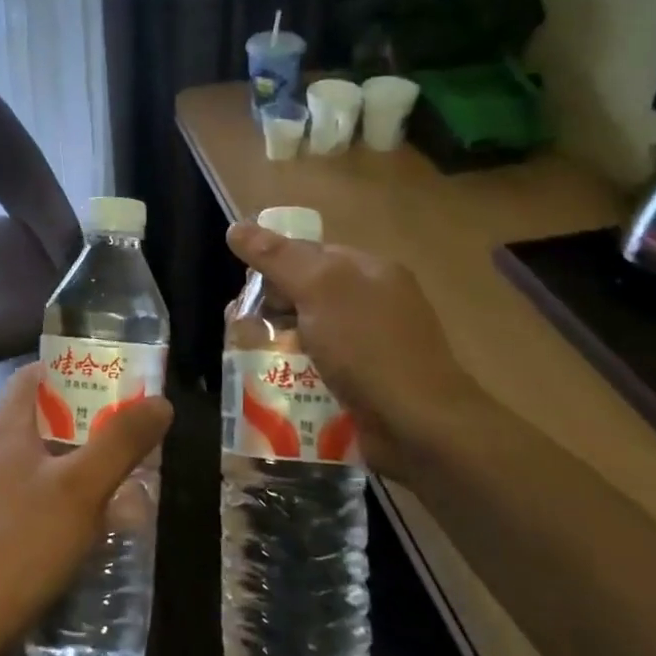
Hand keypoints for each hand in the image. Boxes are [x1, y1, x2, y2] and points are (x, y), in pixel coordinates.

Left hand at [0, 364, 171, 655]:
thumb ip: (120, 442)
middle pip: (42, 415)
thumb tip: (159, 402)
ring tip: (122, 467)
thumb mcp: (82, 487)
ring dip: (79, 456)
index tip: (110, 378)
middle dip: (85, 416)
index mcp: (6, 427)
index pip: (34, 375)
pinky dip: (67, 490)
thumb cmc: (26, 538)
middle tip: (127, 425)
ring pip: (42, 456)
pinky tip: (96, 513)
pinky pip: (38, 490)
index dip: (70, 369)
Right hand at [225, 221, 478, 478]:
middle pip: (304, 295)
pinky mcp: (365, 385)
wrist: (420, 428)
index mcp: (370, 271)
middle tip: (243, 331)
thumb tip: (236, 227)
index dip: (273, 266)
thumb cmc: (369, 348)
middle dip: (270, 311)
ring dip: (277, 346)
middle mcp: (373, 303)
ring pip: (307, 335)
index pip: (308, 253)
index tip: (247, 294)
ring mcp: (371, 347)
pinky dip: (295, 375)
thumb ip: (277, 257)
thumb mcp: (319, 290)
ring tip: (249, 363)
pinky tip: (275, 387)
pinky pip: (318, 369)